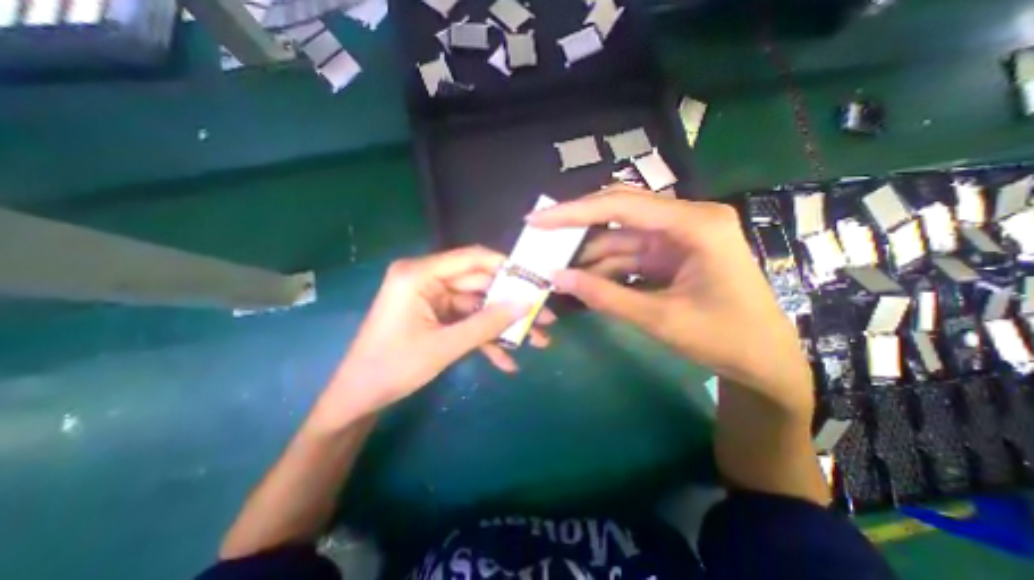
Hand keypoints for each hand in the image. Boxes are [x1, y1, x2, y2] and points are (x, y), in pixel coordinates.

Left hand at [319, 245, 551, 421]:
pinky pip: (467, 321)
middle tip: (544, 318)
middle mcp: (427, 279)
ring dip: (504, 325)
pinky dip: (486, 338)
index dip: (506, 267)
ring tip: (536, 341)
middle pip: (480, 285)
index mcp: (420, 274)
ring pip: (478, 306)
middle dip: (512, 304)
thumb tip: (526, 304)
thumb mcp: (445, 346)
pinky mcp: (436, 316)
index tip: (535, 280)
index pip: (472, 258)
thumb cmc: (392, 368)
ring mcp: (433, 299)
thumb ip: (487, 323)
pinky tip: (507, 361)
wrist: (359, 398)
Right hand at [527, 187, 811, 410]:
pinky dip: (603, 266)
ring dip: (587, 253)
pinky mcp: (669, 254)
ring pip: (618, 236)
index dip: (573, 212)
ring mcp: (676, 237)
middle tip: (539, 236)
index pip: (621, 206)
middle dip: (576, 226)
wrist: (764, 360)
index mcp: (694, 225)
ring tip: (554, 265)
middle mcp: (685, 220)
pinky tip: (581, 278)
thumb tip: (557, 277)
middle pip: (618, 212)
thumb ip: (604, 296)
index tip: (537, 219)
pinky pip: (627, 254)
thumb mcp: (659, 319)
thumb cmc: (724, 339)